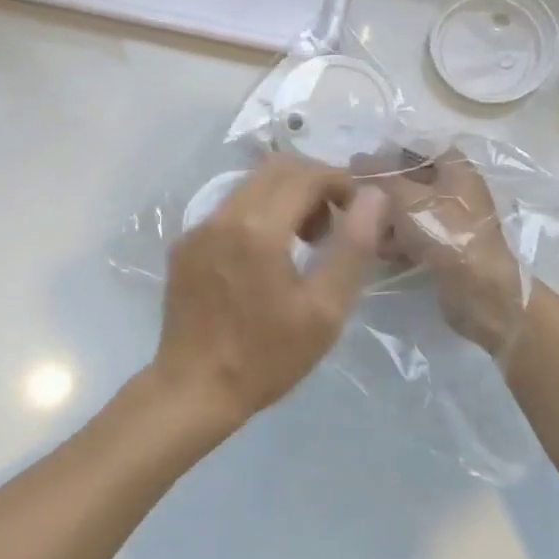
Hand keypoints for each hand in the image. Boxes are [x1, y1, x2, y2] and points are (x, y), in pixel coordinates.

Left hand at [152, 154, 387, 430]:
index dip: (340, 183)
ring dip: (284, 198)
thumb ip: (353, 246)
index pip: (307, 175)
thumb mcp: (325, 310)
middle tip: (331, 227)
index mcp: (259, 228)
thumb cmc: (267, 356)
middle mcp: (223, 215)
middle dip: (313, 184)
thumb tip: (374, 197)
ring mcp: (198, 228)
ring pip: (250, 186)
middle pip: (276, 169)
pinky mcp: (184, 245)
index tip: (358, 211)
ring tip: (302, 243)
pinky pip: (228, 210)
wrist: (194, 389)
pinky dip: (256, 215)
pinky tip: (264, 259)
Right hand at [360, 149, 525, 356]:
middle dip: (385, 193)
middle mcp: (459, 189)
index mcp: (456, 167)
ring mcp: (456, 221)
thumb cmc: (444, 230)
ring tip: (368, 232)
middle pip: (413, 182)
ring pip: (412, 211)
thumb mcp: (405, 196)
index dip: (389, 154)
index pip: (418, 149)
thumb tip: (356, 159)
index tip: (362, 168)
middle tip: (358, 201)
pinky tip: (384, 253)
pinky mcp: (450, 248)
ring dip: (389, 221)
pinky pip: (419, 236)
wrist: (478, 288)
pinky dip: (401, 242)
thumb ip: (379, 175)